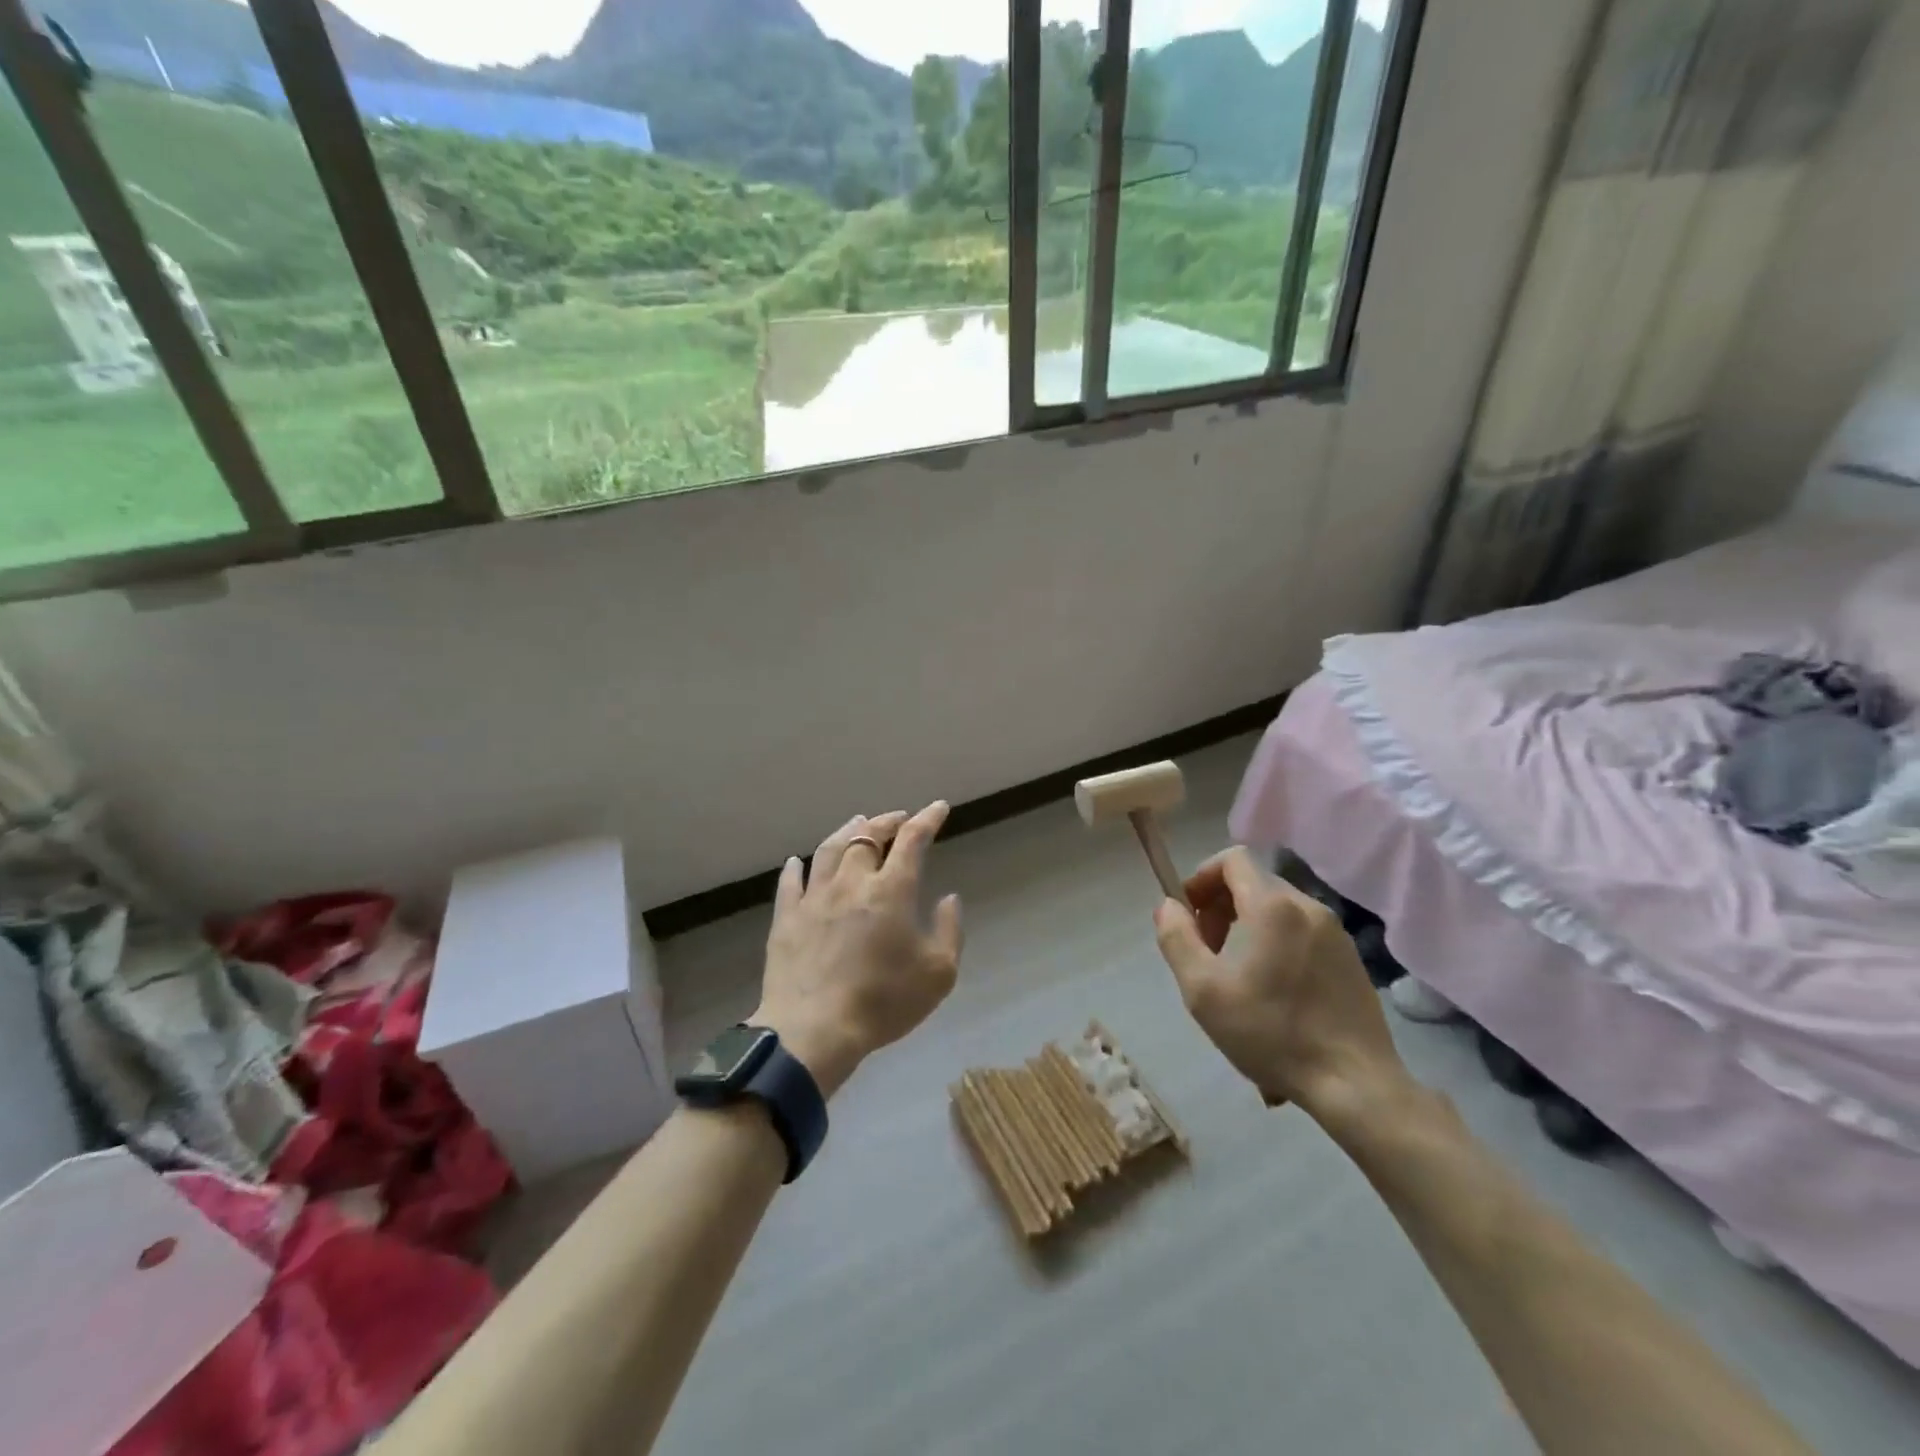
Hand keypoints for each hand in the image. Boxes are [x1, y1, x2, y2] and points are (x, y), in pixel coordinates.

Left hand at [753, 803, 963, 1097]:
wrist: (814, 1031)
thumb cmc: (883, 1002)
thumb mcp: (938, 973)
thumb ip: (949, 930)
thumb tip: (948, 898)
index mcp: (891, 890)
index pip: (912, 840)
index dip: (927, 819)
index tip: (938, 808)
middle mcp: (852, 882)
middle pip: (868, 836)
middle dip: (887, 821)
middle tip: (898, 818)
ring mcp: (814, 898)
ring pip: (830, 850)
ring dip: (847, 832)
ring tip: (857, 823)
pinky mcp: (786, 918)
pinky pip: (790, 882)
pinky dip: (796, 867)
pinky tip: (797, 862)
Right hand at [1153, 847, 1406, 1123]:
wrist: (1354, 1084)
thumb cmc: (1269, 1032)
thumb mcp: (1201, 989)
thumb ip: (1176, 937)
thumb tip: (1169, 906)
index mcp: (1271, 906)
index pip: (1232, 859)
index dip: (1202, 878)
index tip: (1189, 915)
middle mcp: (1307, 906)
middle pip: (1253, 884)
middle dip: (1221, 908)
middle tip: (1209, 953)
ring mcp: (1335, 933)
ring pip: (1278, 910)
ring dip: (1248, 929)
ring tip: (1239, 978)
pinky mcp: (1351, 959)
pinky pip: (1302, 934)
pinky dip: (1278, 945)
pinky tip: (1274, 994)